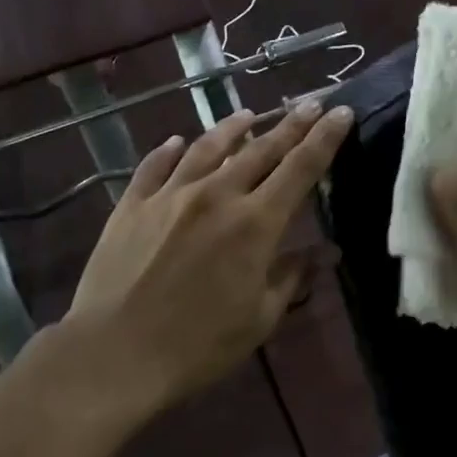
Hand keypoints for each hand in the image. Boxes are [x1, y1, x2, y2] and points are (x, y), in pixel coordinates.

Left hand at [65, 99, 353, 413]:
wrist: (115, 353)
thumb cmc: (198, 345)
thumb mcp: (259, 318)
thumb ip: (292, 276)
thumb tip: (326, 252)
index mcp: (255, 223)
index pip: (301, 168)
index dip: (325, 138)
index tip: (341, 112)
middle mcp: (217, 195)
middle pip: (261, 149)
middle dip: (290, 123)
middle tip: (308, 103)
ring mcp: (171, 194)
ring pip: (208, 147)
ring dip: (232, 127)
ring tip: (248, 113)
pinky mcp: (132, 203)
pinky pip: (155, 166)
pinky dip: (169, 150)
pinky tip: (177, 141)